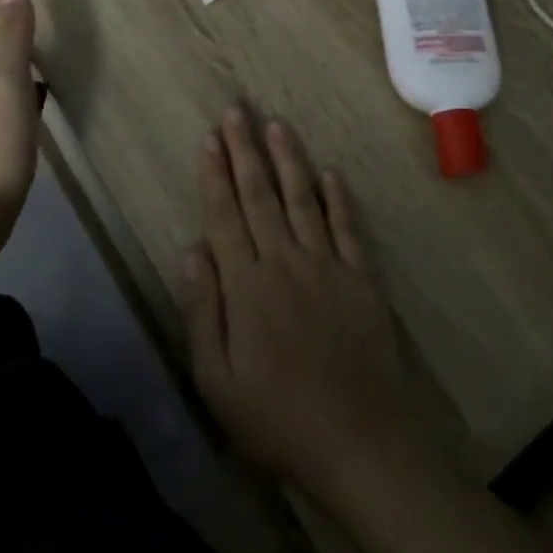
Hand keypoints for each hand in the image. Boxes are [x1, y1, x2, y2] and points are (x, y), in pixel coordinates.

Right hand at [178, 107, 424, 500]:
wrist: (361, 442)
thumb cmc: (278, 420)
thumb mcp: (218, 381)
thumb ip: (202, 311)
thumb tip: (190, 250)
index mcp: (247, 285)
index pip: (225, 216)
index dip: (215, 175)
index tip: (208, 138)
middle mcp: (285, 261)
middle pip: (260, 196)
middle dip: (245, 150)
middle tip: (236, 110)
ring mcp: (328, 265)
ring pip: (302, 199)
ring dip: (288, 159)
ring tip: (276, 124)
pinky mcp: (361, 278)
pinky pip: (347, 227)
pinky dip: (338, 198)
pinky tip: (330, 172)